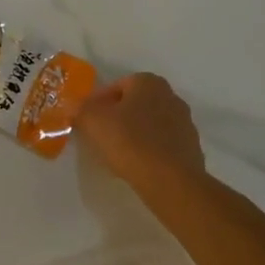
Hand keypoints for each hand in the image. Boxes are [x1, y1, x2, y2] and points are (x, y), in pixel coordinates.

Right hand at [72, 73, 206, 196]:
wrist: (171, 181)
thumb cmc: (130, 141)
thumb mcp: (93, 121)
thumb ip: (80, 109)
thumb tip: (74, 108)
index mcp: (149, 82)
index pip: (116, 86)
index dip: (98, 102)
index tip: (87, 120)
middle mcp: (171, 96)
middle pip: (135, 104)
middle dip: (118, 117)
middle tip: (100, 135)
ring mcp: (185, 123)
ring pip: (150, 125)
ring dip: (134, 134)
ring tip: (118, 154)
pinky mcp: (191, 149)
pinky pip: (162, 145)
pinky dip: (149, 151)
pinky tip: (138, 166)